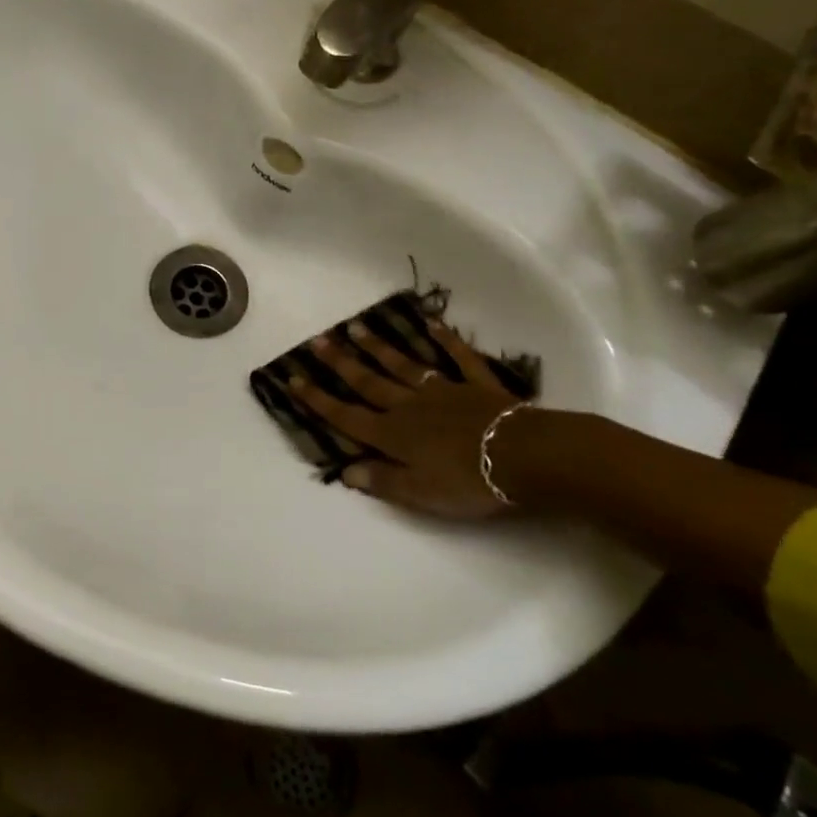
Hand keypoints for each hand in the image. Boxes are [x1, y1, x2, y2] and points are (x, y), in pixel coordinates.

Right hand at [286, 319, 520, 519]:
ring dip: (379, 347)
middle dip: (340, 363)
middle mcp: (410, 406)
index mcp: (393, 434)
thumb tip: (347, 470)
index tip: (293, 378)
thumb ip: (382, 480)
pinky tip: (432, 323)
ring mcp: (444, 391)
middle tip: (318, 340)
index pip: (346, 415)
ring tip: (356, 327)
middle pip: (368, 382)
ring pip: (404, 365)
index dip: (318, 399)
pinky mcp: (477, 385)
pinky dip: (445, 340)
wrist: (524, 456)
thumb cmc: (468, 480)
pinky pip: (458, 358)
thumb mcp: (419, 493)